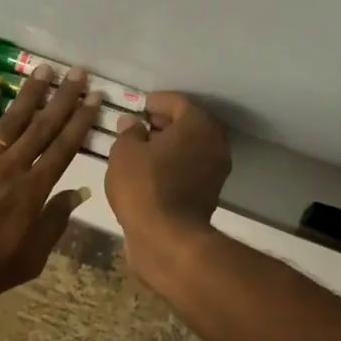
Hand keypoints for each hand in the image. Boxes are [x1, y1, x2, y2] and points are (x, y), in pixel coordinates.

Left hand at [0, 66, 103, 307]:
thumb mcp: (28, 260)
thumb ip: (53, 223)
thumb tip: (77, 193)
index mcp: (32, 192)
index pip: (63, 149)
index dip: (81, 122)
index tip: (94, 99)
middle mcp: (10, 168)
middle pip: (41, 127)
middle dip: (62, 99)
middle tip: (78, 73)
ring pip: (9, 121)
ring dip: (28, 95)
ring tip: (44, 70)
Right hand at [105, 92, 231, 285]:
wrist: (167, 237)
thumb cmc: (144, 186)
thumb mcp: (124, 152)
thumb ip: (128, 132)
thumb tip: (132, 123)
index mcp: (198, 124)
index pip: (177, 102)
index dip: (156, 102)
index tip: (139, 106)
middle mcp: (214, 142)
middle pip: (189, 124)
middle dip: (165, 123)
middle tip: (140, 126)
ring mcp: (216, 170)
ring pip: (191, 148)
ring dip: (170, 146)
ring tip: (142, 151)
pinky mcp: (210, 193)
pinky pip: (190, 168)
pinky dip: (174, 165)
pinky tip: (152, 172)